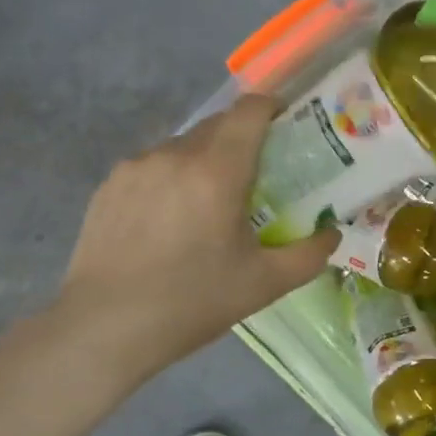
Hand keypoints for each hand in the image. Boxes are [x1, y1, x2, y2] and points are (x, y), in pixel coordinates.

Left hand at [59, 94, 337, 371]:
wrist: (104, 327)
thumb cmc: (191, 303)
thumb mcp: (263, 285)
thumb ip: (308, 255)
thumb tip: (332, 234)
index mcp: (216, 171)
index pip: (249, 111)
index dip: (272, 108)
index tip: (287, 126)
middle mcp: (174, 155)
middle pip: (217, 125)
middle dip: (241, 139)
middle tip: (256, 175)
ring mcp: (136, 167)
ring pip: (182, 146)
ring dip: (203, 160)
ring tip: (207, 204)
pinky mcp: (109, 185)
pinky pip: (151, 166)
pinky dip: (170, 178)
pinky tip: (167, 220)